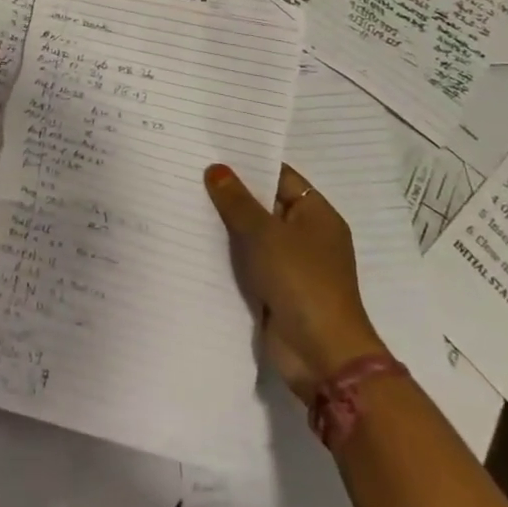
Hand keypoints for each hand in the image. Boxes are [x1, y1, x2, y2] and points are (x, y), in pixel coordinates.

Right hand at [205, 163, 389, 402]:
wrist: (322, 355)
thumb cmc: (301, 281)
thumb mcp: (264, 234)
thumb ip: (237, 200)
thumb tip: (216, 169)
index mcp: (317, 214)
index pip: (280, 176)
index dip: (249, 163)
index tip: (212, 151)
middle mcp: (307, 236)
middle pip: (265, 204)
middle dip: (232, 193)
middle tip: (190, 172)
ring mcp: (292, 265)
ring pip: (254, 235)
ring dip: (226, 225)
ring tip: (185, 201)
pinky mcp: (277, 290)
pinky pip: (249, 262)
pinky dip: (228, 254)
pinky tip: (195, 240)